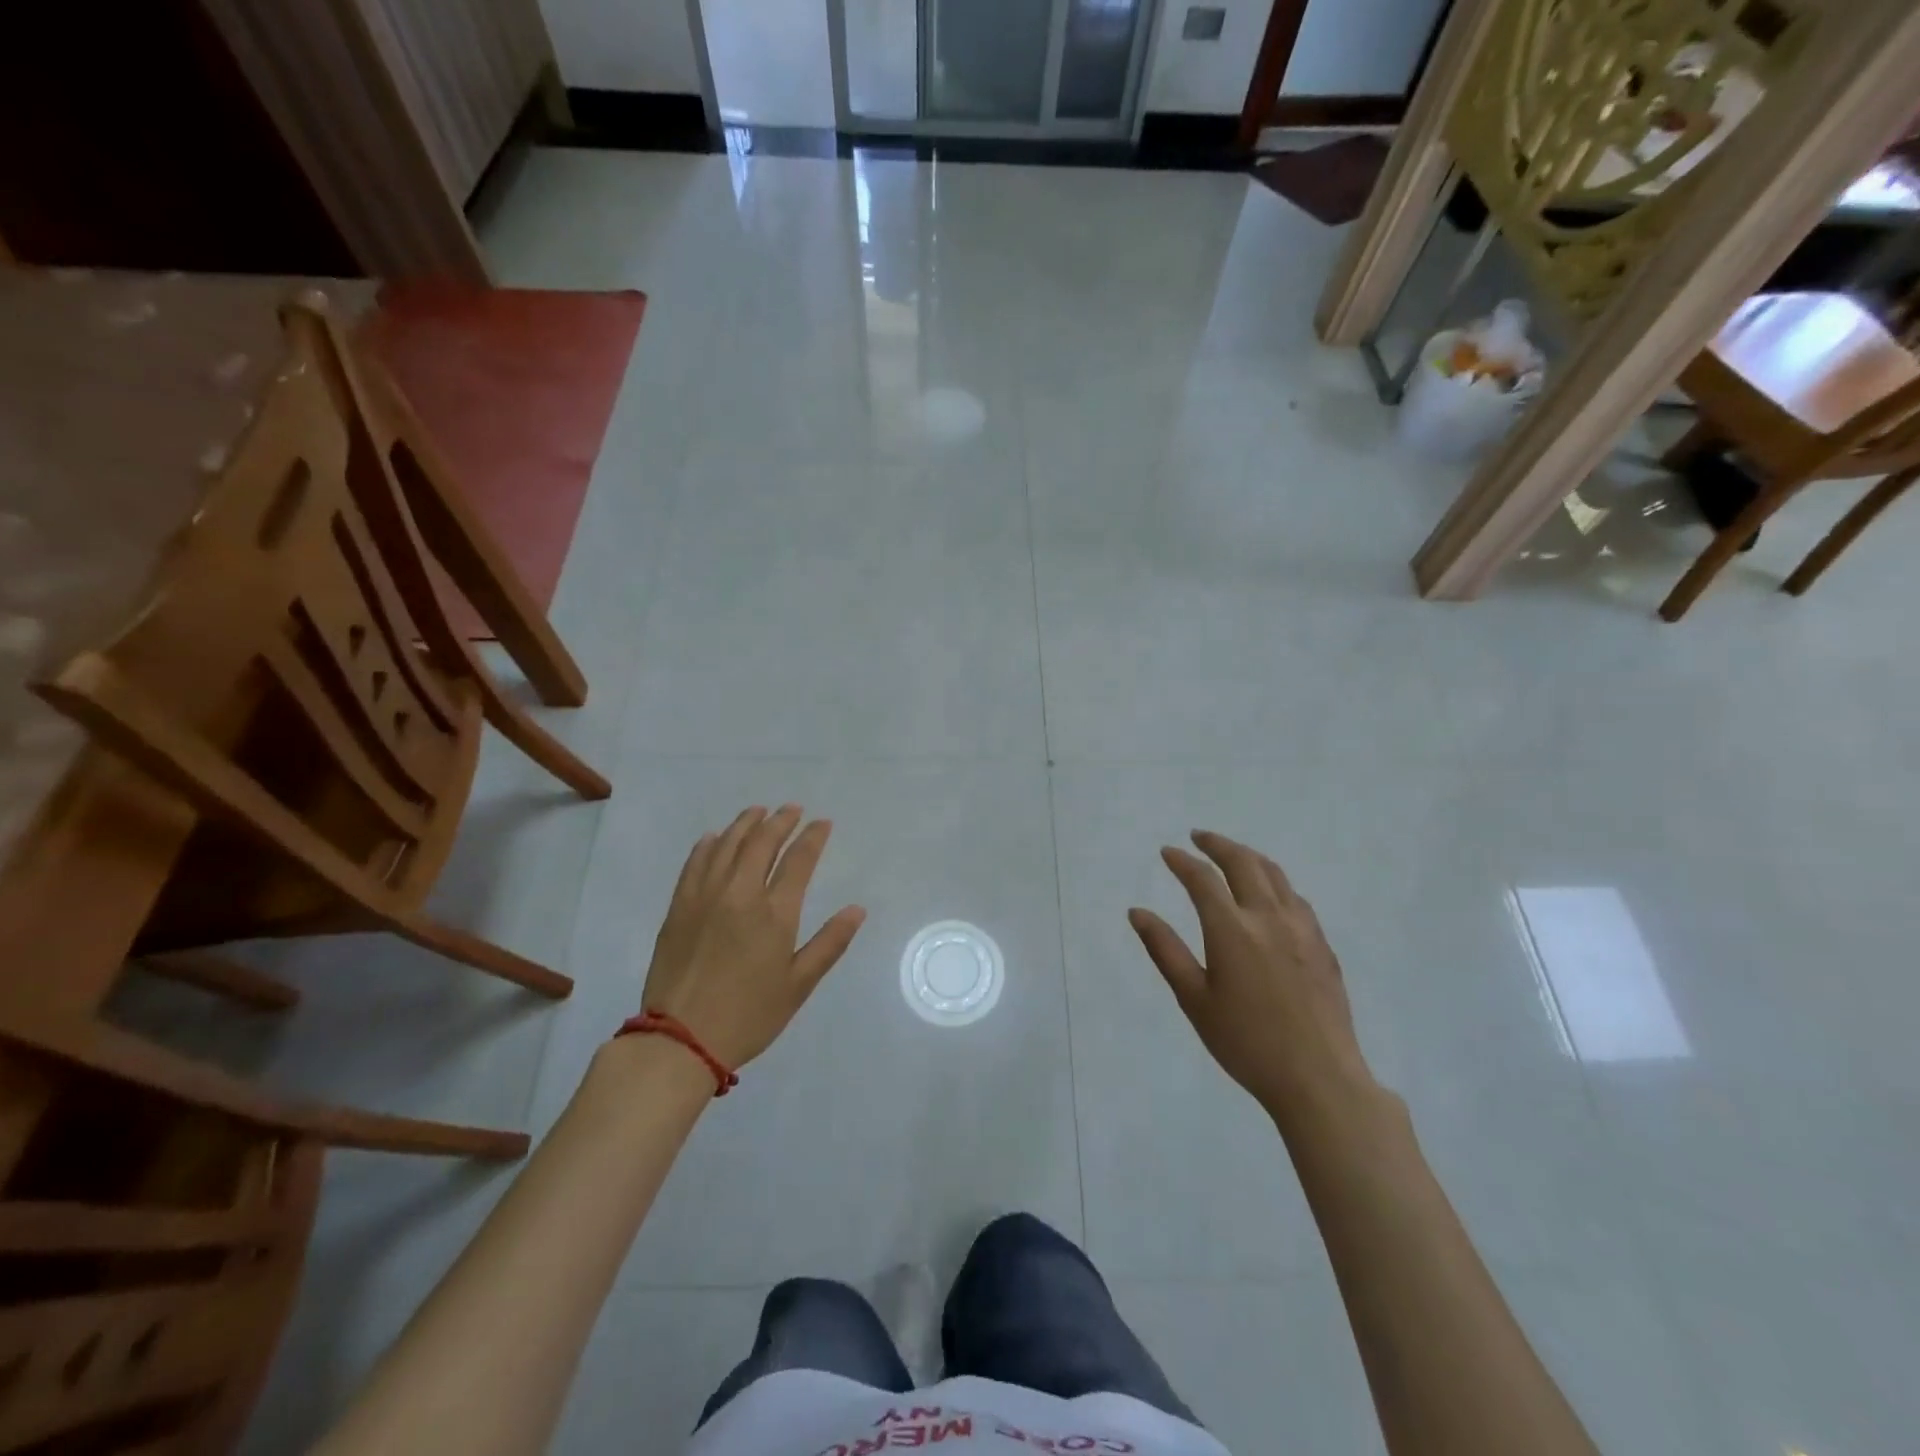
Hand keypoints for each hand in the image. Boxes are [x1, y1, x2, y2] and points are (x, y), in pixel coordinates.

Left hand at [641, 805, 865, 1069]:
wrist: (681, 1040)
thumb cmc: (749, 1015)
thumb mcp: (798, 985)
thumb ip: (829, 943)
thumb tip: (857, 909)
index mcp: (774, 913)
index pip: (798, 860)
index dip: (813, 837)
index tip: (823, 823)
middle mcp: (740, 894)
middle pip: (762, 843)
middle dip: (780, 821)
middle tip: (792, 809)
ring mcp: (705, 897)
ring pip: (727, 845)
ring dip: (745, 824)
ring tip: (758, 812)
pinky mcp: (679, 907)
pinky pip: (695, 863)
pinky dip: (708, 845)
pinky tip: (715, 837)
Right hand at [1129, 831, 1377, 1126]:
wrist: (1319, 1079)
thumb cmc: (1246, 1042)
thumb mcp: (1194, 999)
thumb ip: (1165, 950)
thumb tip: (1137, 912)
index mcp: (1232, 929)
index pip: (1202, 879)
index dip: (1182, 861)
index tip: (1167, 852)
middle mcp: (1268, 917)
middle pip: (1243, 862)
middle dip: (1217, 844)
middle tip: (1198, 837)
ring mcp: (1302, 929)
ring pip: (1275, 874)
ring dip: (1249, 856)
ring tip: (1232, 855)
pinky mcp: (1323, 945)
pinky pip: (1296, 897)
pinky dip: (1275, 882)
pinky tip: (1270, 894)